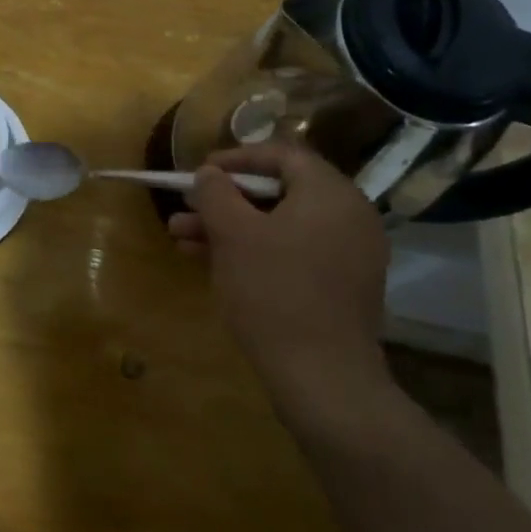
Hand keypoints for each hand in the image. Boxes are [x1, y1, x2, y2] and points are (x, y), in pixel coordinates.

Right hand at [170, 141, 392, 426]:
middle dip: (225, 200)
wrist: (322, 376)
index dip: (235, 159)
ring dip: (230, 227)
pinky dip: (255, 251)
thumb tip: (209, 174)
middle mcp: (348, 216)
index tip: (199, 172)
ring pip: (280, 225)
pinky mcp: (340, 286)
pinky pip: (292, 252)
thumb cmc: (274, 292)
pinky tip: (212, 262)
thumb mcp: (233, 234)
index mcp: (330, 193)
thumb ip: (216, 193)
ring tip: (182, 238)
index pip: (282, 155)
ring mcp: (348, 253)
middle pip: (278, 192)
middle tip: (186, 208)